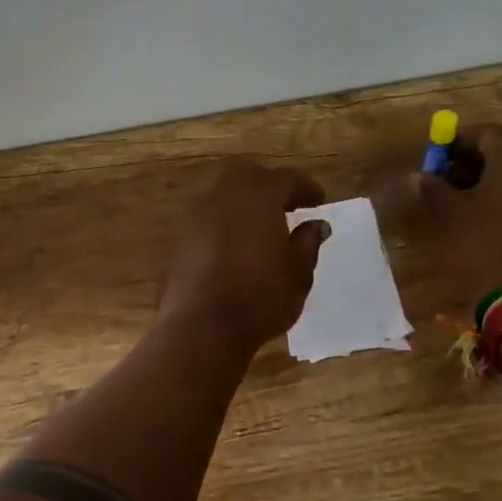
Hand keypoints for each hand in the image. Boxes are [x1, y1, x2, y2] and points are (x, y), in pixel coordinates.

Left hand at [159, 160, 331, 352]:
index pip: (286, 179)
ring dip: (245, 202)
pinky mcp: (182, 238)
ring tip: (263, 226)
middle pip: (249, 175)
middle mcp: (225, 196)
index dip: (305, 187)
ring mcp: (198, 215)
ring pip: (224, 193)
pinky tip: (238, 244)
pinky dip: (227, 221)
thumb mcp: (298, 273)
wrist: (201, 326)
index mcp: (259, 197)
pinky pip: (210, 217)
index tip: (319, 201)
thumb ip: (308, 243)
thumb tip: (317, 224)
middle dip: (270, 185)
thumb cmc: (260, 297)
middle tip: (288, 205)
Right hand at [413, 123, 501, 312]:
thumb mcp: (448, 215)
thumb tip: (422, 176)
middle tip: (445, 176)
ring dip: (487, 179)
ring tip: (459, 200)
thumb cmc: (481, 247)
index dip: (458, 140)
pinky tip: (482, 218)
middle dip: (472, 159)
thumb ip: (433, 188)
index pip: (487, 133)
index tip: (436, 156)